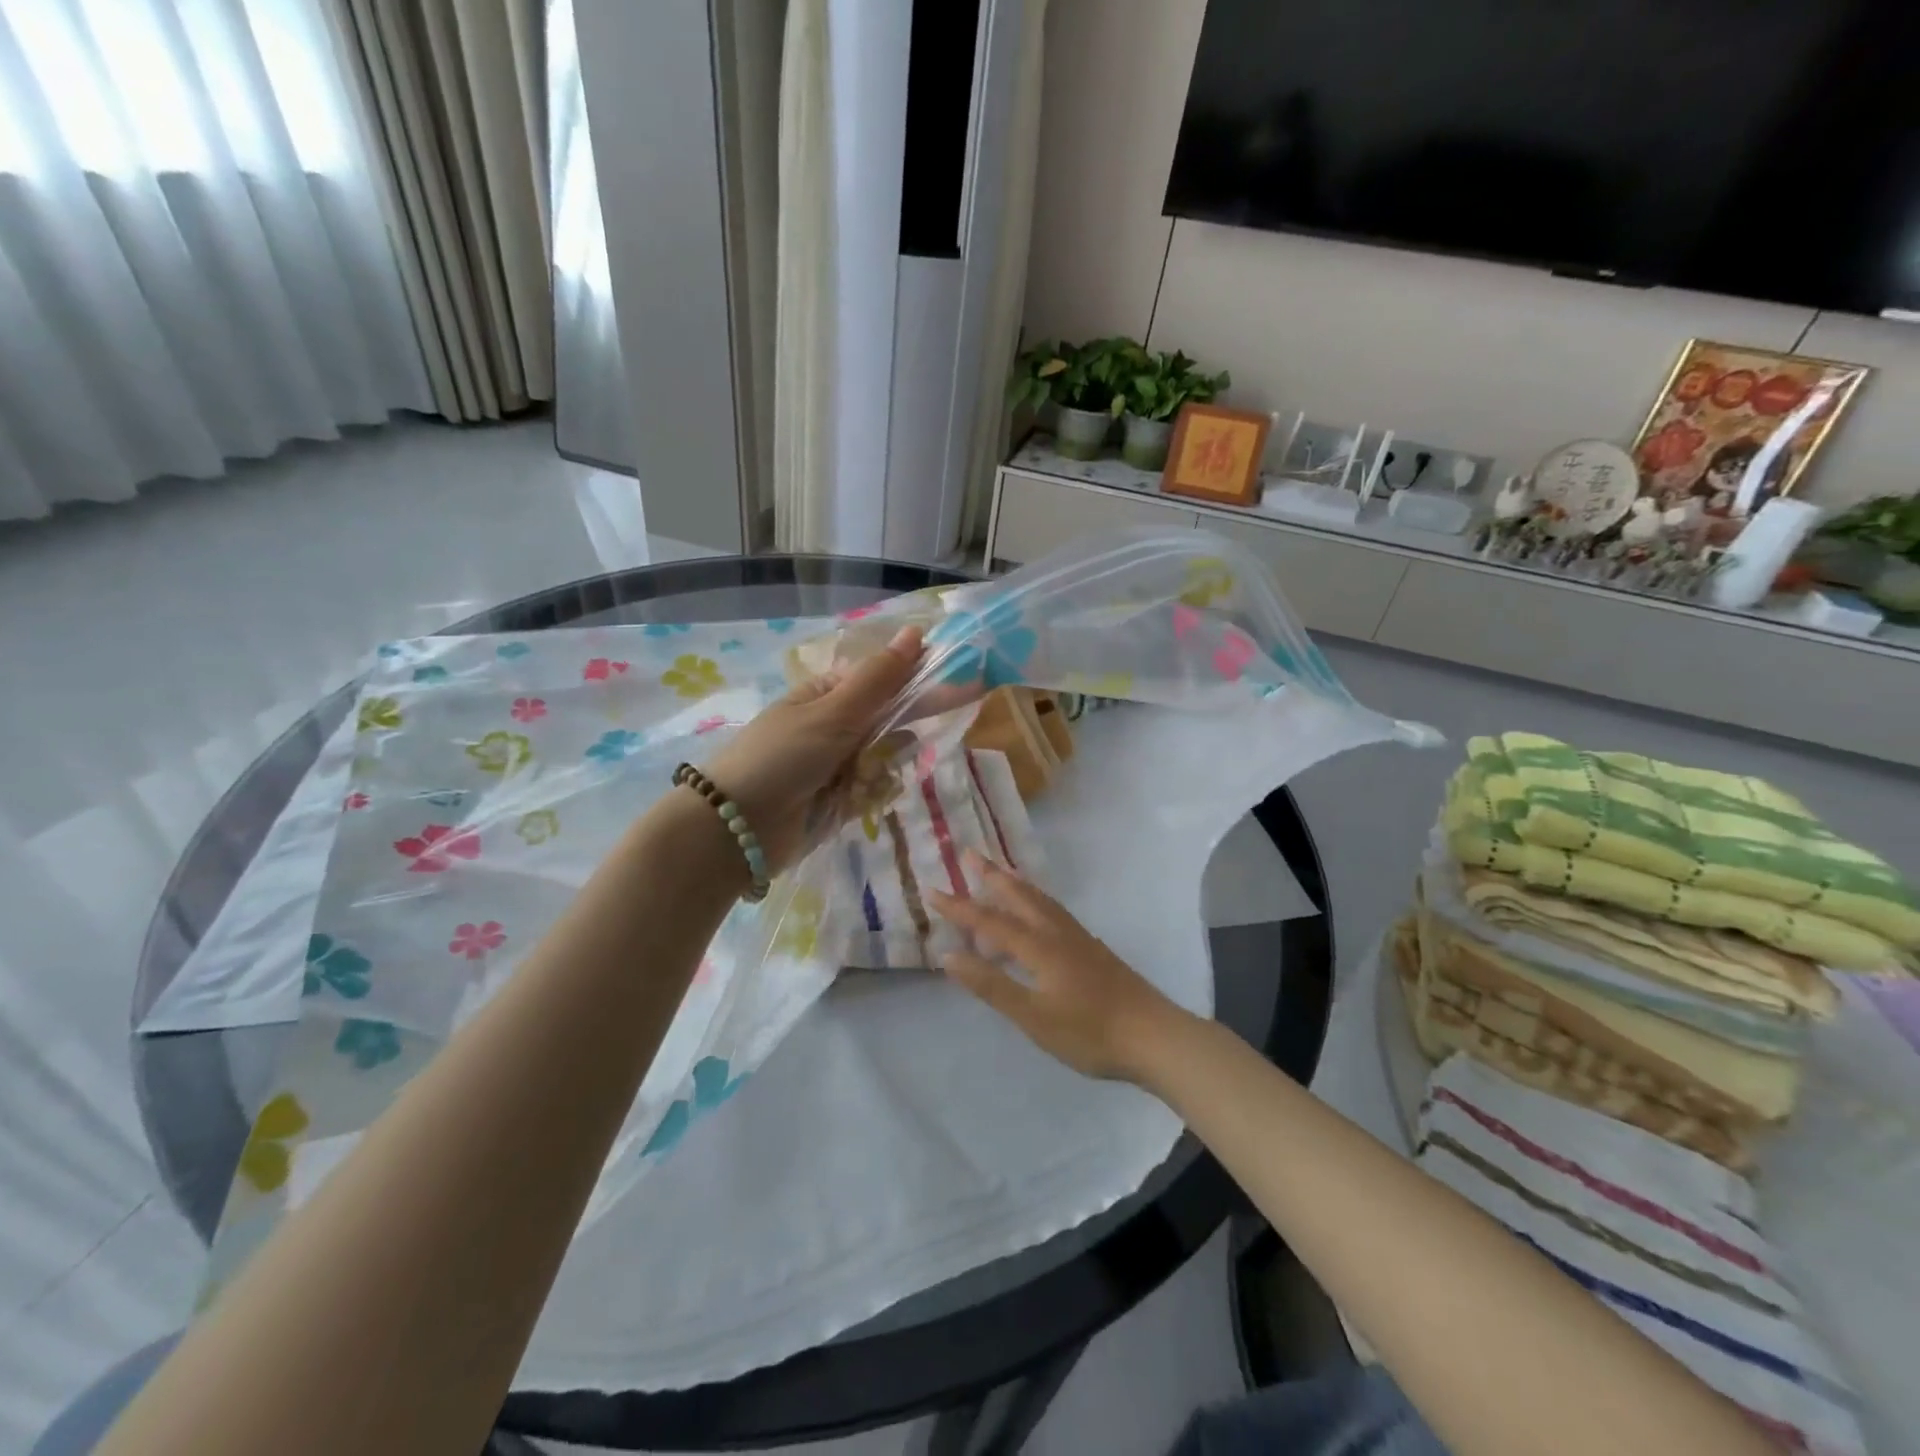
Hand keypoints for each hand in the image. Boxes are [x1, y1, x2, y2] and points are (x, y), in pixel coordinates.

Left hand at [699, 626, 922, 872]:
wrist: (738, 828)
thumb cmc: (783, 756)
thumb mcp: (834, 712)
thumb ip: (880, 678)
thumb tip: (916, 631)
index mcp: (828, 693)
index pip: (885, 679)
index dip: (919, 680)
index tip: (960, 686)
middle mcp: (835, 725)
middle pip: (890, 720)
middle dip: (900, 732)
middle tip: (906, 740)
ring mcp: (838, 763)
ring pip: (887, 757)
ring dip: (882, 767)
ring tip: (861, 780)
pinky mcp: (840, 799)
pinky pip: (875, 789)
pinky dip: (870, 794)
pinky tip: (854, 800)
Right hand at [929, 855, 1184, 1082]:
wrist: (1154, 1036)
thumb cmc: (1089, 1032)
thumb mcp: (1033, 1016)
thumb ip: (992, 985)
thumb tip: (948, 956)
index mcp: (1039, 946)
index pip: (990, 921)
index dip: (959, 907)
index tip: (931, 890)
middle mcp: (1056, 932)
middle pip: (1019, 896)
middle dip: (991, 876)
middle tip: (970, 853)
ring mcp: (1078, 938)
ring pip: (1040, 900)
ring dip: (1015, 884)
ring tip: (1001, 872)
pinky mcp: (1092, 949)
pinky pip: (1053, 911)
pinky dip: (1035, 900)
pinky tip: (1039, 912)